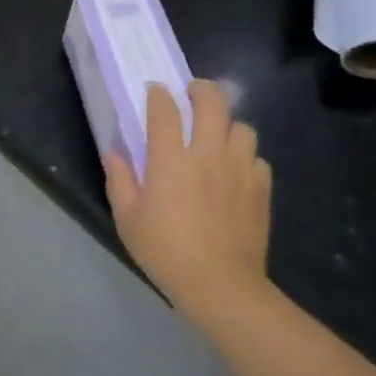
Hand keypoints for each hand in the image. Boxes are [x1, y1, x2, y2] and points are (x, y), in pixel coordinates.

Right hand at [103, 80, 274, 329]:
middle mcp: (207, 154)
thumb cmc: (166, 251)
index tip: (154, 91)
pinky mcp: (261, 188)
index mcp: (170, 159)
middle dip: (201, 90)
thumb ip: (119, 181)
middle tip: (192, 94)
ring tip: (217, 135)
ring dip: (227, 125)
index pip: (165, 110)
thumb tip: (114, 155)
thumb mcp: (128, 219)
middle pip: (212, 103)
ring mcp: (239, 169)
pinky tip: (235, 170)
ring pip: (241, 127)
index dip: (158, 95)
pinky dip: (245, 156)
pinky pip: (257, 157)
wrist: (220, 285)